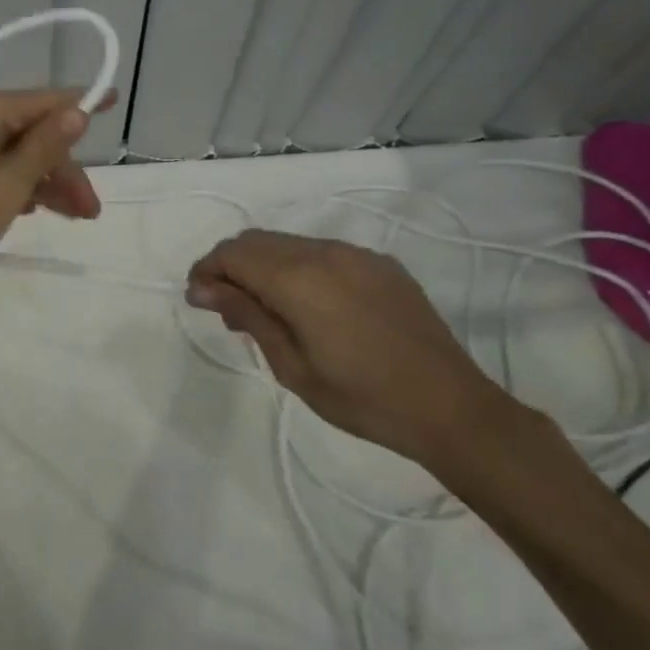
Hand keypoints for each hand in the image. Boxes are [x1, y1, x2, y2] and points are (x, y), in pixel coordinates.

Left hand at [0, 88, 113, 288]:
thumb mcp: (7, 188)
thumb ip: (44, 148)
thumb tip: (76, 111)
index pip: (46, 101)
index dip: (82, 104)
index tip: (114, 100)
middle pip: (30, 131)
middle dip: (62, 169)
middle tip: (89, 211)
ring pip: (10, 150)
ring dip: (41, 180)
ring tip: (69, 217)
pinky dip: (12, 182)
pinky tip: (28, 208)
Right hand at [185, 229, 516, 466]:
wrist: (450, 407)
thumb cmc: (361, 398)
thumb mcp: (292, 366)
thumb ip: (247, 316)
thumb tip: (203, 288)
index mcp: (298, 278)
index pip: (232, 254)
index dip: (207, 271)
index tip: (199, 301)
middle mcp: (324, 252)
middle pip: (256, 241)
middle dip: (231, 266)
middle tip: (227, 309)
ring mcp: (356, 254)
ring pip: (288, 244)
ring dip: (264, 266)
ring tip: (266, 310)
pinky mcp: (380, 264)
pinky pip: (322, 252)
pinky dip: (298, 268)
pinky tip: (309, 306)